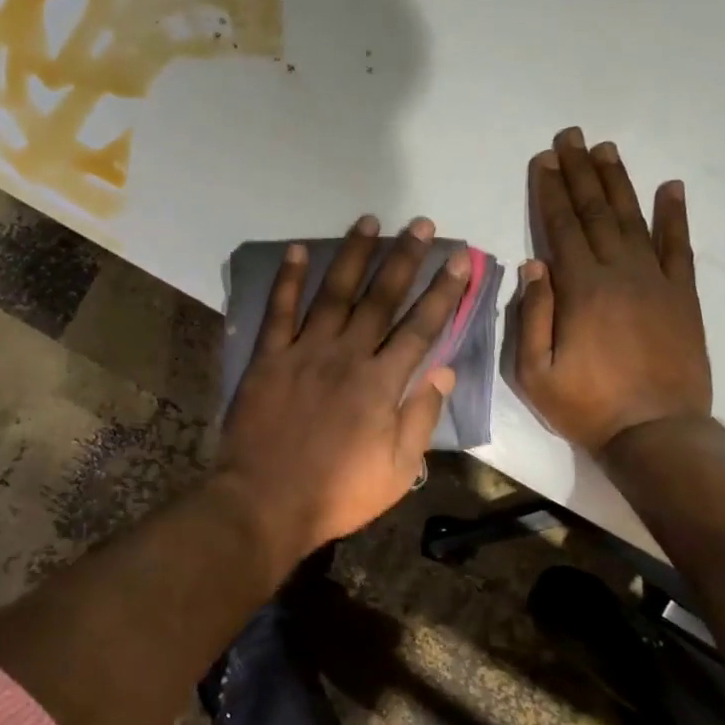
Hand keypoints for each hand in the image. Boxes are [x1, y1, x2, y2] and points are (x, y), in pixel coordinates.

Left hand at [219, 215, 469, 566]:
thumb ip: (421, 416)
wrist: (265, 503)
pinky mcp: (268, 358)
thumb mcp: (398, 470)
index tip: (459, 260)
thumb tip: (445, 370)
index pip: (420, 327)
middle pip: (381, 298)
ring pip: (334, 293)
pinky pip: (279, 311)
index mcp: (381, 383)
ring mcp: (304, 352)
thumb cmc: (337, 493)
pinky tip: (298, 250)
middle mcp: (346, 355)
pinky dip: (288, 279)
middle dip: (404, 258)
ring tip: (369, 221)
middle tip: (420, 224)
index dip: (443, 292)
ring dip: (353, 255)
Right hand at [516, 129, 710, 452]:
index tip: (544, 159)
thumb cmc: (587, 406)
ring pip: (633, 220)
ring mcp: (656, 281)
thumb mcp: (535, 373)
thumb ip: (531, 316)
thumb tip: (533, 265)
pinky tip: (670, 188)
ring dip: (618, 182)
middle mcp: (619, 273)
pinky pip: (679, 247)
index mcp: (580, 289)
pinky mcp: (683, 297)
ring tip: (606, 149)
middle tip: (572, 137)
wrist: (657, 433)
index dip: (550, 191)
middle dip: (580, 172)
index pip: (560, 228)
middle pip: (595, 212)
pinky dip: (674, 216)